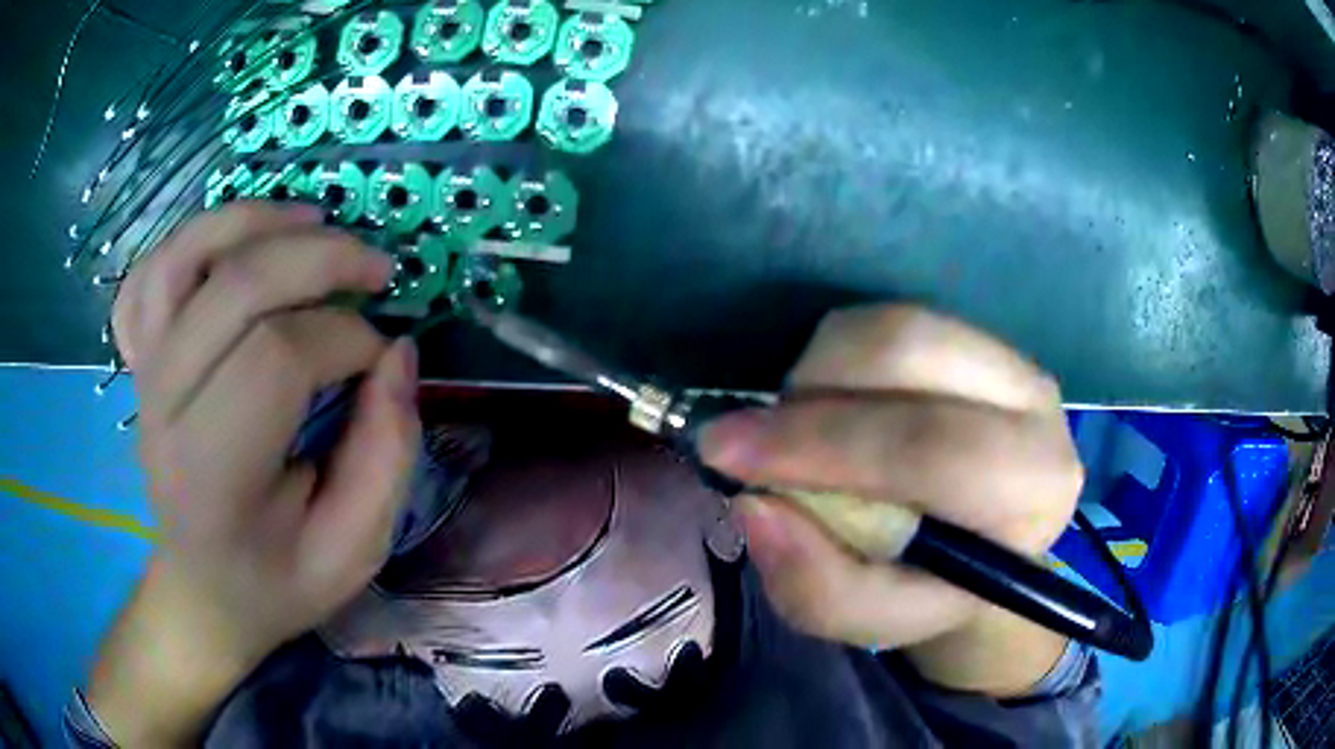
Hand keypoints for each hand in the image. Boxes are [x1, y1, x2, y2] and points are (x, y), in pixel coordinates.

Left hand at [91, 203, 421, 745]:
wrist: (204, 587)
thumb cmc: (279, 578)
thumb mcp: (355, 549)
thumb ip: (387, 455)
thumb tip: (398, 353)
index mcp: (215, 477)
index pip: (276, 358)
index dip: (346, 339)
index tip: (381, 361)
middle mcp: (164, 412)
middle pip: (234, 287)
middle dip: (320, 258)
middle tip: (376, 269)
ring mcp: (143, 376)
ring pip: (183, 256)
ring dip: (255, 220)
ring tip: (313, 221)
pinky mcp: (138, 360)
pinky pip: (147, 274)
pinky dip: (190, 239)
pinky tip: (234, 244)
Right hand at [701, 305, 1082, 695]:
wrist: (984, 546)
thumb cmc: (932, 586)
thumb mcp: (874, 618)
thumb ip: (819, 587)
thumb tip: (754, 505)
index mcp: (1032, 491)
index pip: (930, 447)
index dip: (820, 444)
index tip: (725, 453)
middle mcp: (1038, 406)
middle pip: (908, 353)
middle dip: (809, 395)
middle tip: (746, 440)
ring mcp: (1011, 358)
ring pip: (893, 327)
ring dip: (819, 373)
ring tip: (801, 432)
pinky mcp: (979, 338)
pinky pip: (889, 321)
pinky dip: (836, 358)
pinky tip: (833, 406)